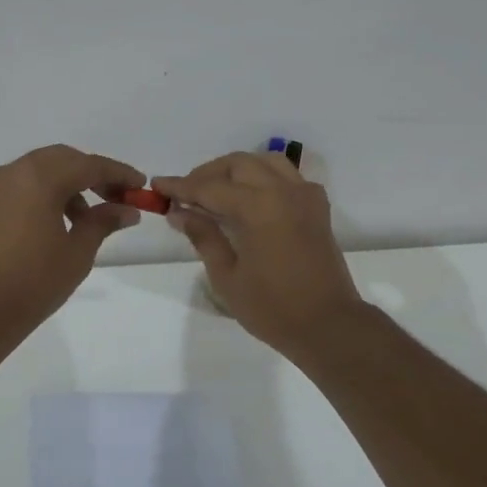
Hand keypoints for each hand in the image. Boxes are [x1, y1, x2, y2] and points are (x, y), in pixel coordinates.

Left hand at [0, 145, 145, 332]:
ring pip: (41, 171)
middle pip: (63, 160)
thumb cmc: (32, 282)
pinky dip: (47, 195)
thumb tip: (126, 210)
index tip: (141, 186)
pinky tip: (60, 224)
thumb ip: (103, 222)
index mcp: (39, 178)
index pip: (89, 165)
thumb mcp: (77, 252)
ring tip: (88, 219)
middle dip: (93, 175)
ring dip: (69, 185)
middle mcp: (14, 173)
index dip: (119, 174)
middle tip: (117, 198)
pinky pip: (23, 187)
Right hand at [152, 152, 367, 356]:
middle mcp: (283, 191)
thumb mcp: (227, 276)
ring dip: (237, 169)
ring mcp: (304, 196)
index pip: (210, 187)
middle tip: (185, 193)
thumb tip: (180, 212)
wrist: (328, 325)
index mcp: (258, 207)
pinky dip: (265, 177)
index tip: (157, 186)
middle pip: (238, 164)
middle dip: (207, 173)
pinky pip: (288, 176)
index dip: (180, 186)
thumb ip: (204, 236)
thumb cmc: (273, 308)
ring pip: (265, 162)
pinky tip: (252, 198)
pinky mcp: (317, 207)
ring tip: (216, 190)